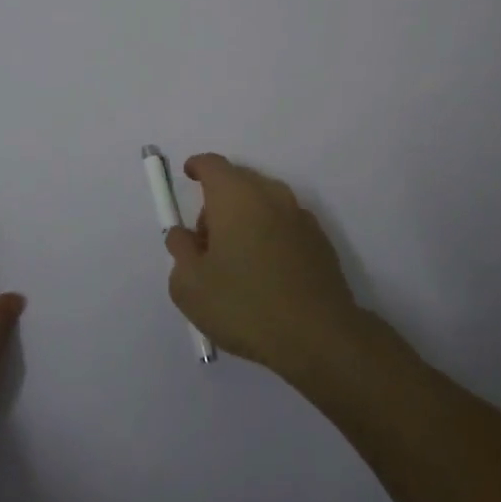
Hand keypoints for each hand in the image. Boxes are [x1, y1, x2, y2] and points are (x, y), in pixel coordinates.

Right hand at [164, 153, 362, 378]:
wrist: (320, 337)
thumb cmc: (245, 305)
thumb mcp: (190, 285)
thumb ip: (179, 250)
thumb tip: (184, 236)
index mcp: (235, 195)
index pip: (211, 164)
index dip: (196, 167)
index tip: (188, 178)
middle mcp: (270, 194)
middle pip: (238, 181)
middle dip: (218, 201)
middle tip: (206, 242)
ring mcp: (300, 216)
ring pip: (263, 203)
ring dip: (245, 219)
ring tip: (237, 263)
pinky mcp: (320, 240)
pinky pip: (285, 225)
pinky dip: (270, 236)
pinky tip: (267, 275)